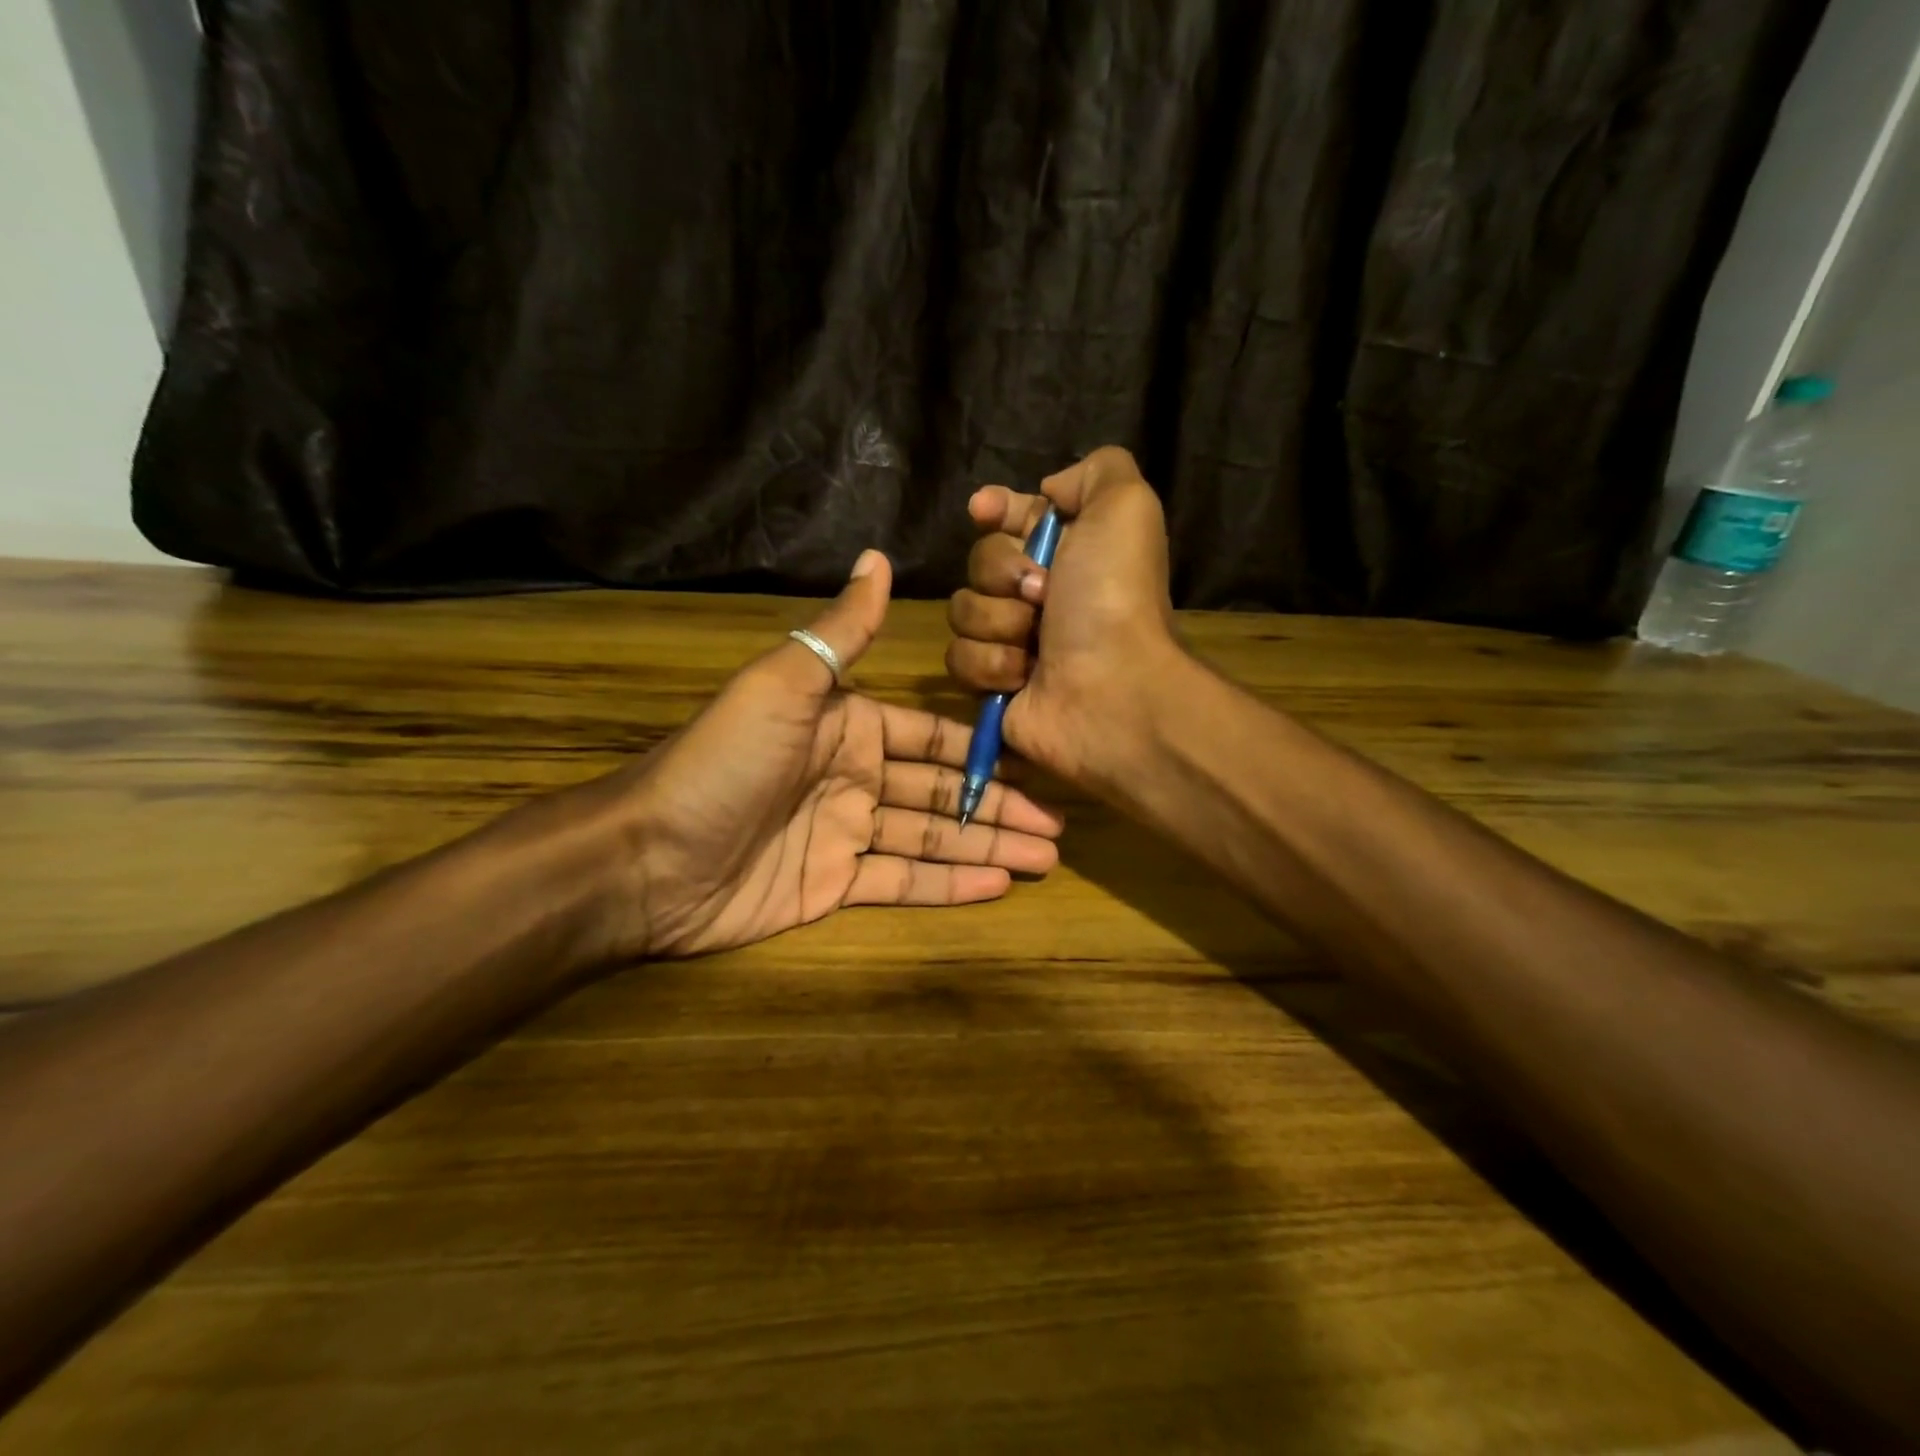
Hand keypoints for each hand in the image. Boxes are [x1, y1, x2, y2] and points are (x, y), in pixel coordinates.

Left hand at [587, 550, 1062, 957]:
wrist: (648, 858)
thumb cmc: (724, 764)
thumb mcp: (783, 684)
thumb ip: (842, 631)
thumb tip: (880, 557)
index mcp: (848, 725)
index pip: (931, 738)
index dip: (981, 752)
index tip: (1034, 761)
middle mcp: (853, 776)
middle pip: (941, 792)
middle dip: (998, 808)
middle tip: (1056, 828)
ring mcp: (845, 834)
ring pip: (931, 838)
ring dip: (986, 847)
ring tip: (1044, 859)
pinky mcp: (833, 885)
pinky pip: (901, 881)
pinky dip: (949, 884)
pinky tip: (996, 885)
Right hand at [945, 446, 1182, 787]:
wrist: (1111, 689)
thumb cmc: (1114, 597)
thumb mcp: (1125, 508)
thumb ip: (1097, 472)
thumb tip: (1050, 490)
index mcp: (1067, 551)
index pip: (1011, 518)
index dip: (995, 510)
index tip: (983, 510)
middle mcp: (1037, 593)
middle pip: (979, 562)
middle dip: (1003, 574)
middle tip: (1041, 595)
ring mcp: (1012, 640)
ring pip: (963, 610)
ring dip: (998, 622)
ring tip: (1036, 643)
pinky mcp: (992, 682)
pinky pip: (958, 657)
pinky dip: (991, 664)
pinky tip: (1024, 676)